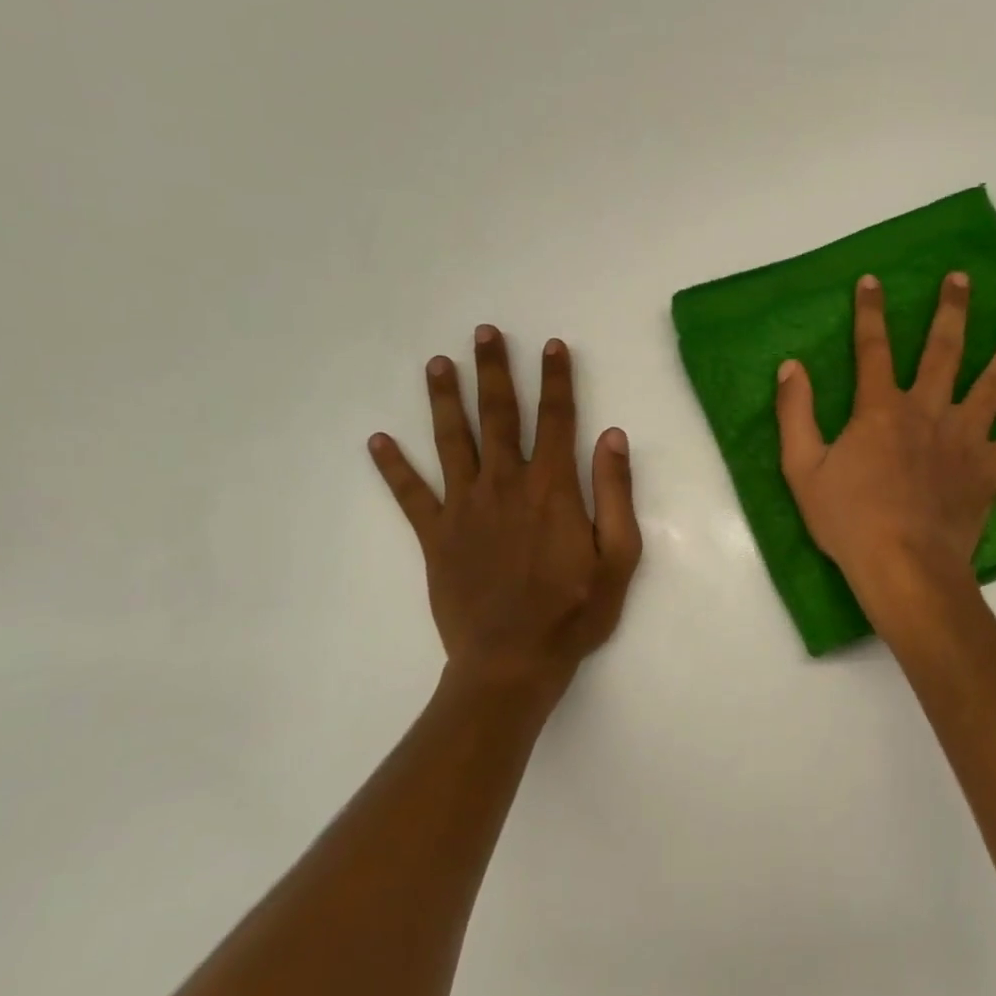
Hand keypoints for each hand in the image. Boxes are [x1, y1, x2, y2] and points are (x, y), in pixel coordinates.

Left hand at [368, 327, 642, 704]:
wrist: (512, 662)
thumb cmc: (575, 611)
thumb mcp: (619, 556)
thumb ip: (616, 493)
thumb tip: (611, 436)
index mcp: (552, 488)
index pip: (555, 419)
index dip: (555, 379)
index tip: (551, 345)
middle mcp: (504, 485)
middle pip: (498, 416)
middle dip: (494, 371)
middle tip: (484, 332)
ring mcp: (464, 508)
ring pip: (451, 441)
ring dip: (444, 399)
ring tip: (437, 363)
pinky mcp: (435, 536)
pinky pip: (410, 494)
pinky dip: (393, 467)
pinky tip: (377, 440)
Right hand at [776, 272, 995, 611]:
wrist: (903, 566)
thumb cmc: (849, 520)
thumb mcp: (802, 468)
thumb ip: (795, 414)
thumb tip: (791, 367)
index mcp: (881, 409)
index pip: (873, 348)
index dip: (870, 312)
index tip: (873, 280)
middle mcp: (928, 410)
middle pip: (944, 350)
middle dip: (950, 310)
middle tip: (961, 278)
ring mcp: (966, 438)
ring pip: (993, 383)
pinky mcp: (990, 469)